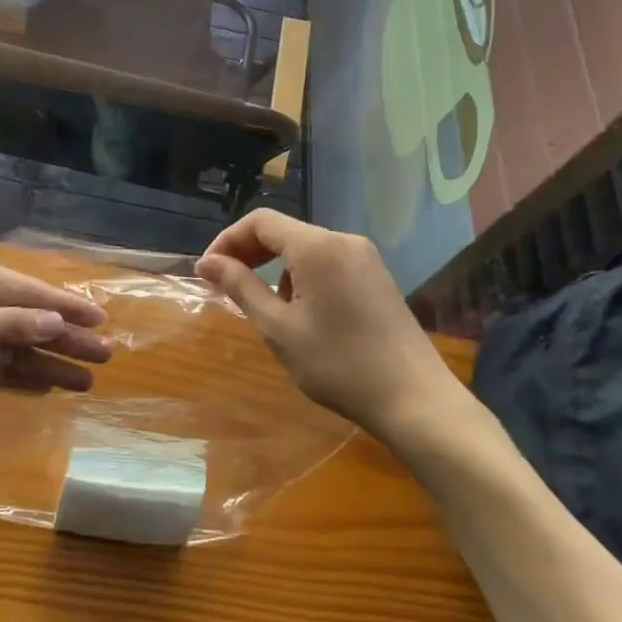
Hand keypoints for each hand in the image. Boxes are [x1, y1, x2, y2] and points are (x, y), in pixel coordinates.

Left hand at [0, 249, 111, 422]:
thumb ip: (5, 326)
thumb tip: (56, 322)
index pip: (24, 289)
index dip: (64, 306)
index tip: (100, 320)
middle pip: (24, 318)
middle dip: (62, 339)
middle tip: (104, 356)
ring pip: (12, 346)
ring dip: (45, 363)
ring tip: (84, 381)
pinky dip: (17, 376)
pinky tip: (46, 387)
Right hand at [197, 210, 464, 442]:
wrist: (415, 399)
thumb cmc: (339, 365)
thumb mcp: (279, 328)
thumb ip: (240, 288)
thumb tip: (207, 262)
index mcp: (317, 247)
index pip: (260, 221)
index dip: (227, 240)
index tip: (208, 272)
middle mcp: (343, 240)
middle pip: (284, 231)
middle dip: (249, 254)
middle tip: (225, 287)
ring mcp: (365, 257)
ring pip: (305, 248)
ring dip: (275, 268)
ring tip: (265, 308)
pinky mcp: (377, 276)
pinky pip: (327, 262)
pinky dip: (302, 277)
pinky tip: (302, 313)